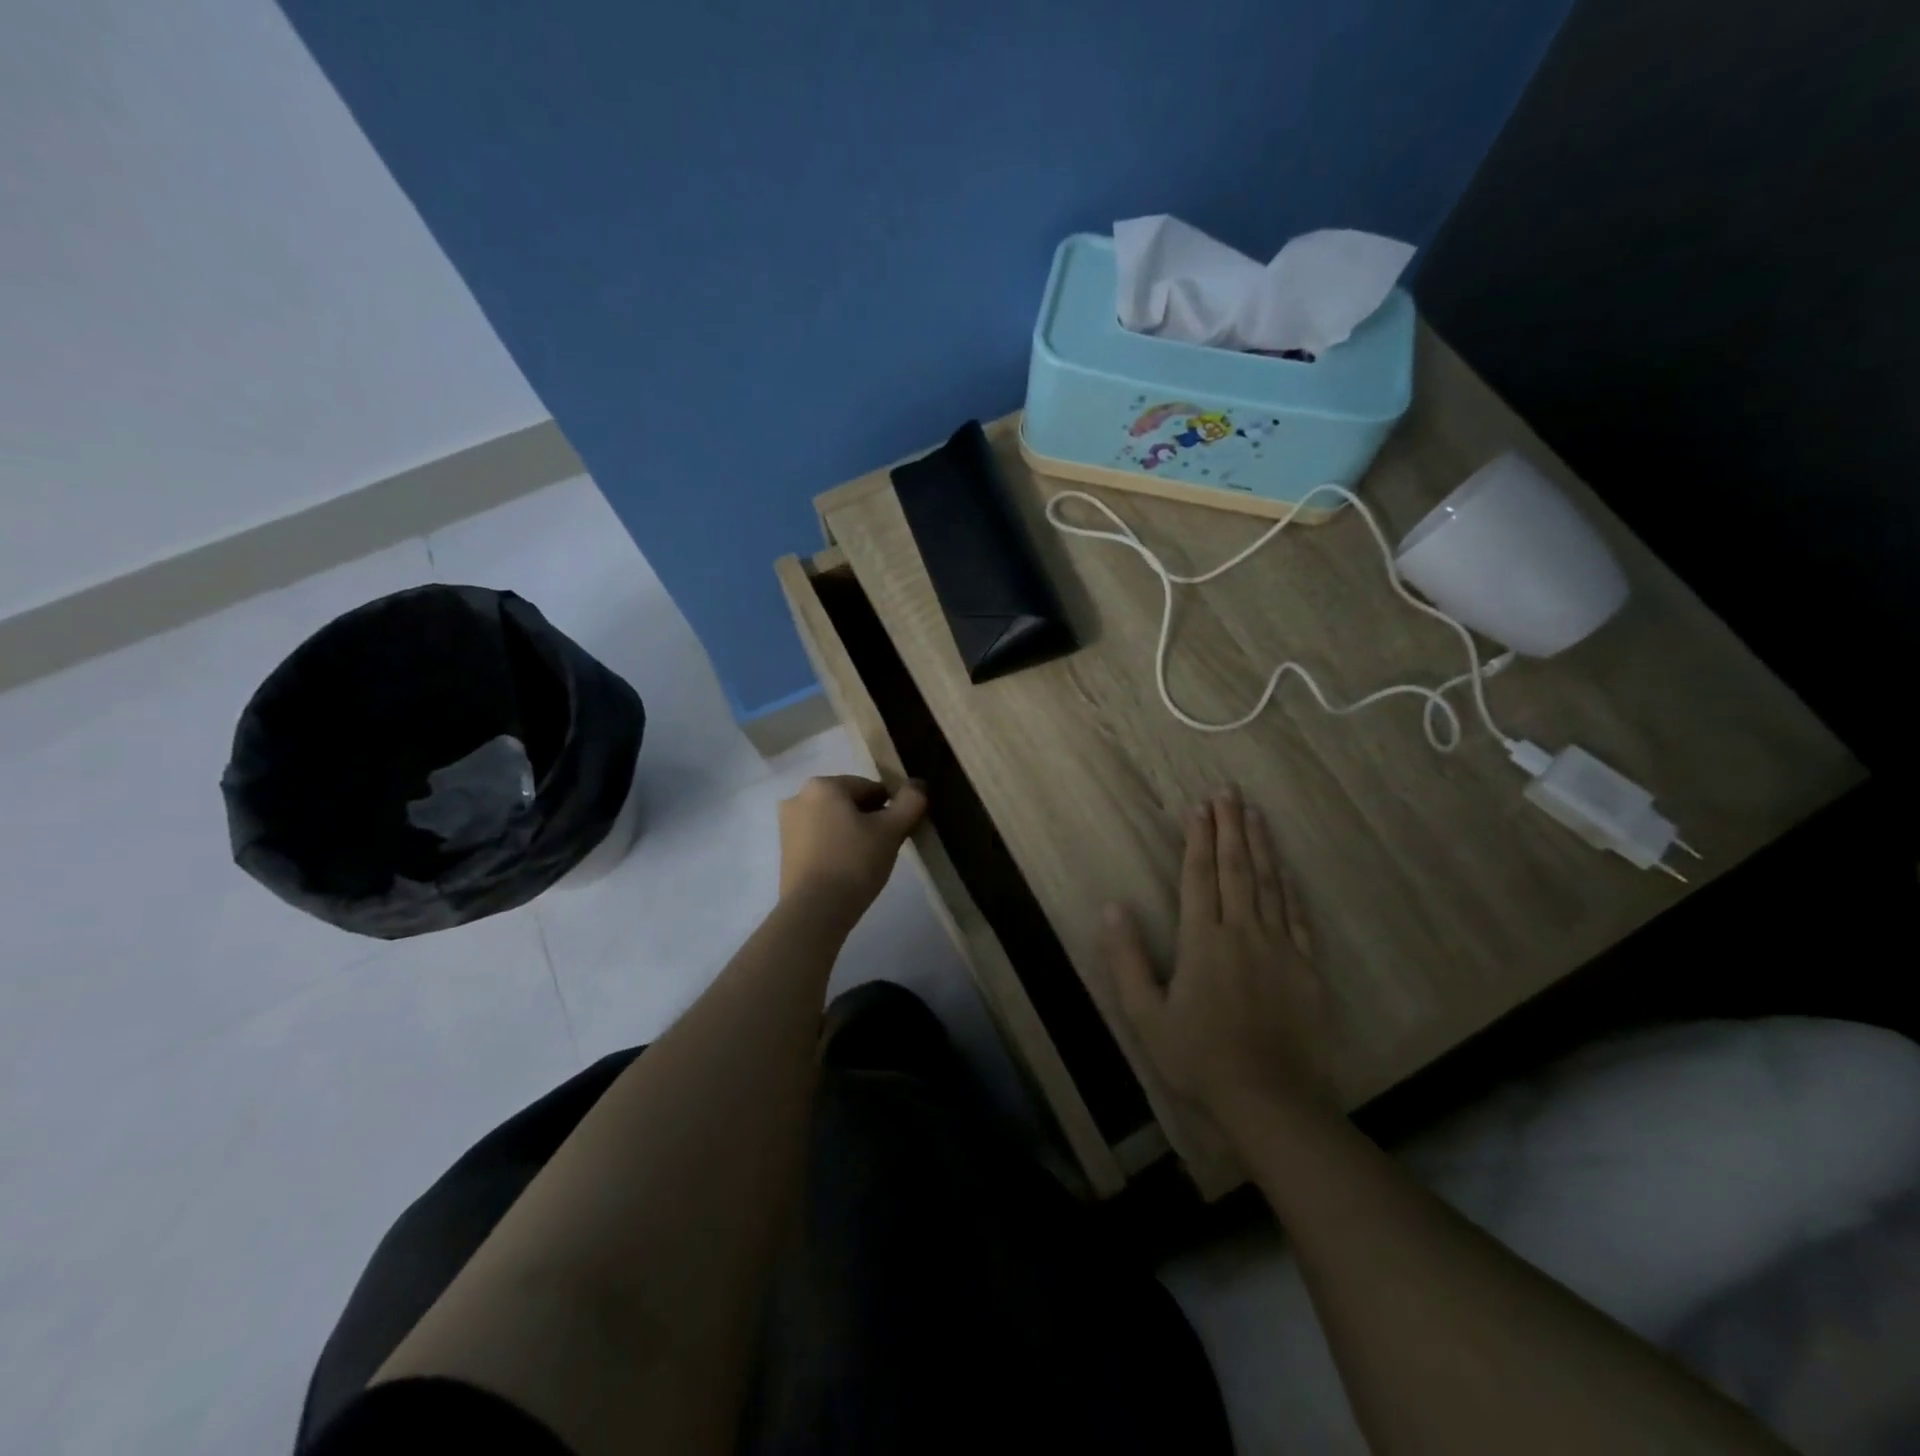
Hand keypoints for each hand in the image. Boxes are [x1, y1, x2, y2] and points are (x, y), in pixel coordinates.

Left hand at [777, 775, 927, 924]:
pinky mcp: (785, 852)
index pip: (870, 788)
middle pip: (849, 803)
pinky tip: (848, 870)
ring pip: (834, 821)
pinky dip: (836, 848)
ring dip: (853, 833)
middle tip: (886, 847)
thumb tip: (918, 786)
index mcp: (823, 785)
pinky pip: (819, 840)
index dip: (891, 808)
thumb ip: (910, 802)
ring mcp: (787, 826)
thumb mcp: (891, 831)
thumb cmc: (853, 862)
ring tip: (868, 861)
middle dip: (870, 820)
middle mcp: (799, 798)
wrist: (814, 911)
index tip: (900, 831)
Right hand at [1102, 787, 1334, 1134]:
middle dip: (1231, 827)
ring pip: (1270, 884)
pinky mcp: (1306, 968)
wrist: (1270, 1099)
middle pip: (1236, 868)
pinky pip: (1297, 917)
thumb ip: (1126, 959)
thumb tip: (1111, 908)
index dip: (1198, 838)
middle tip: (1229, 792)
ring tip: (1256, 814)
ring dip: (1261, 845)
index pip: (1198, 875)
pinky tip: (1286, 870)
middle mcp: (1243, 932)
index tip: (1199, 806)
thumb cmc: (1199, 1057)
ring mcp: (1280, 948)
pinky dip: (1290, 889)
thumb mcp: (1145, 1015)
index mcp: (1203, 939)